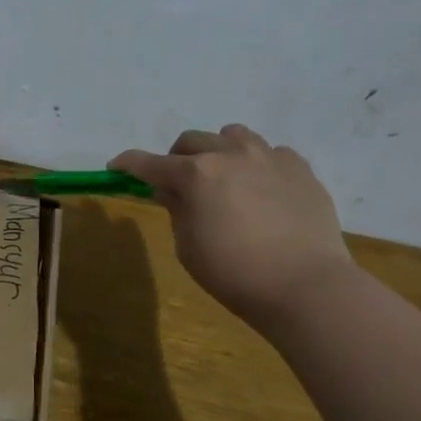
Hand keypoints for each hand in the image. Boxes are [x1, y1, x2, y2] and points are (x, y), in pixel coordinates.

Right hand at [110, 125, 353, 327]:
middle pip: (191, 141)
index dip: (128, 164)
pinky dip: (256, 165)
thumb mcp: (188, 246)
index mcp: (196, 174)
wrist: (305, 285)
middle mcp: (230, 154)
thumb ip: (177, 210)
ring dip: (218, 152)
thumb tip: (171, 191)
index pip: (149, 163)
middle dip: (176, 159)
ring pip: (232, 136)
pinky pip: (270, 152)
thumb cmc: (234, 273)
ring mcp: (269, 157)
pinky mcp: (300, 168)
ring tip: (223, 178)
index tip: (115, 167)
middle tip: (177, 183)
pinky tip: (260, 190)